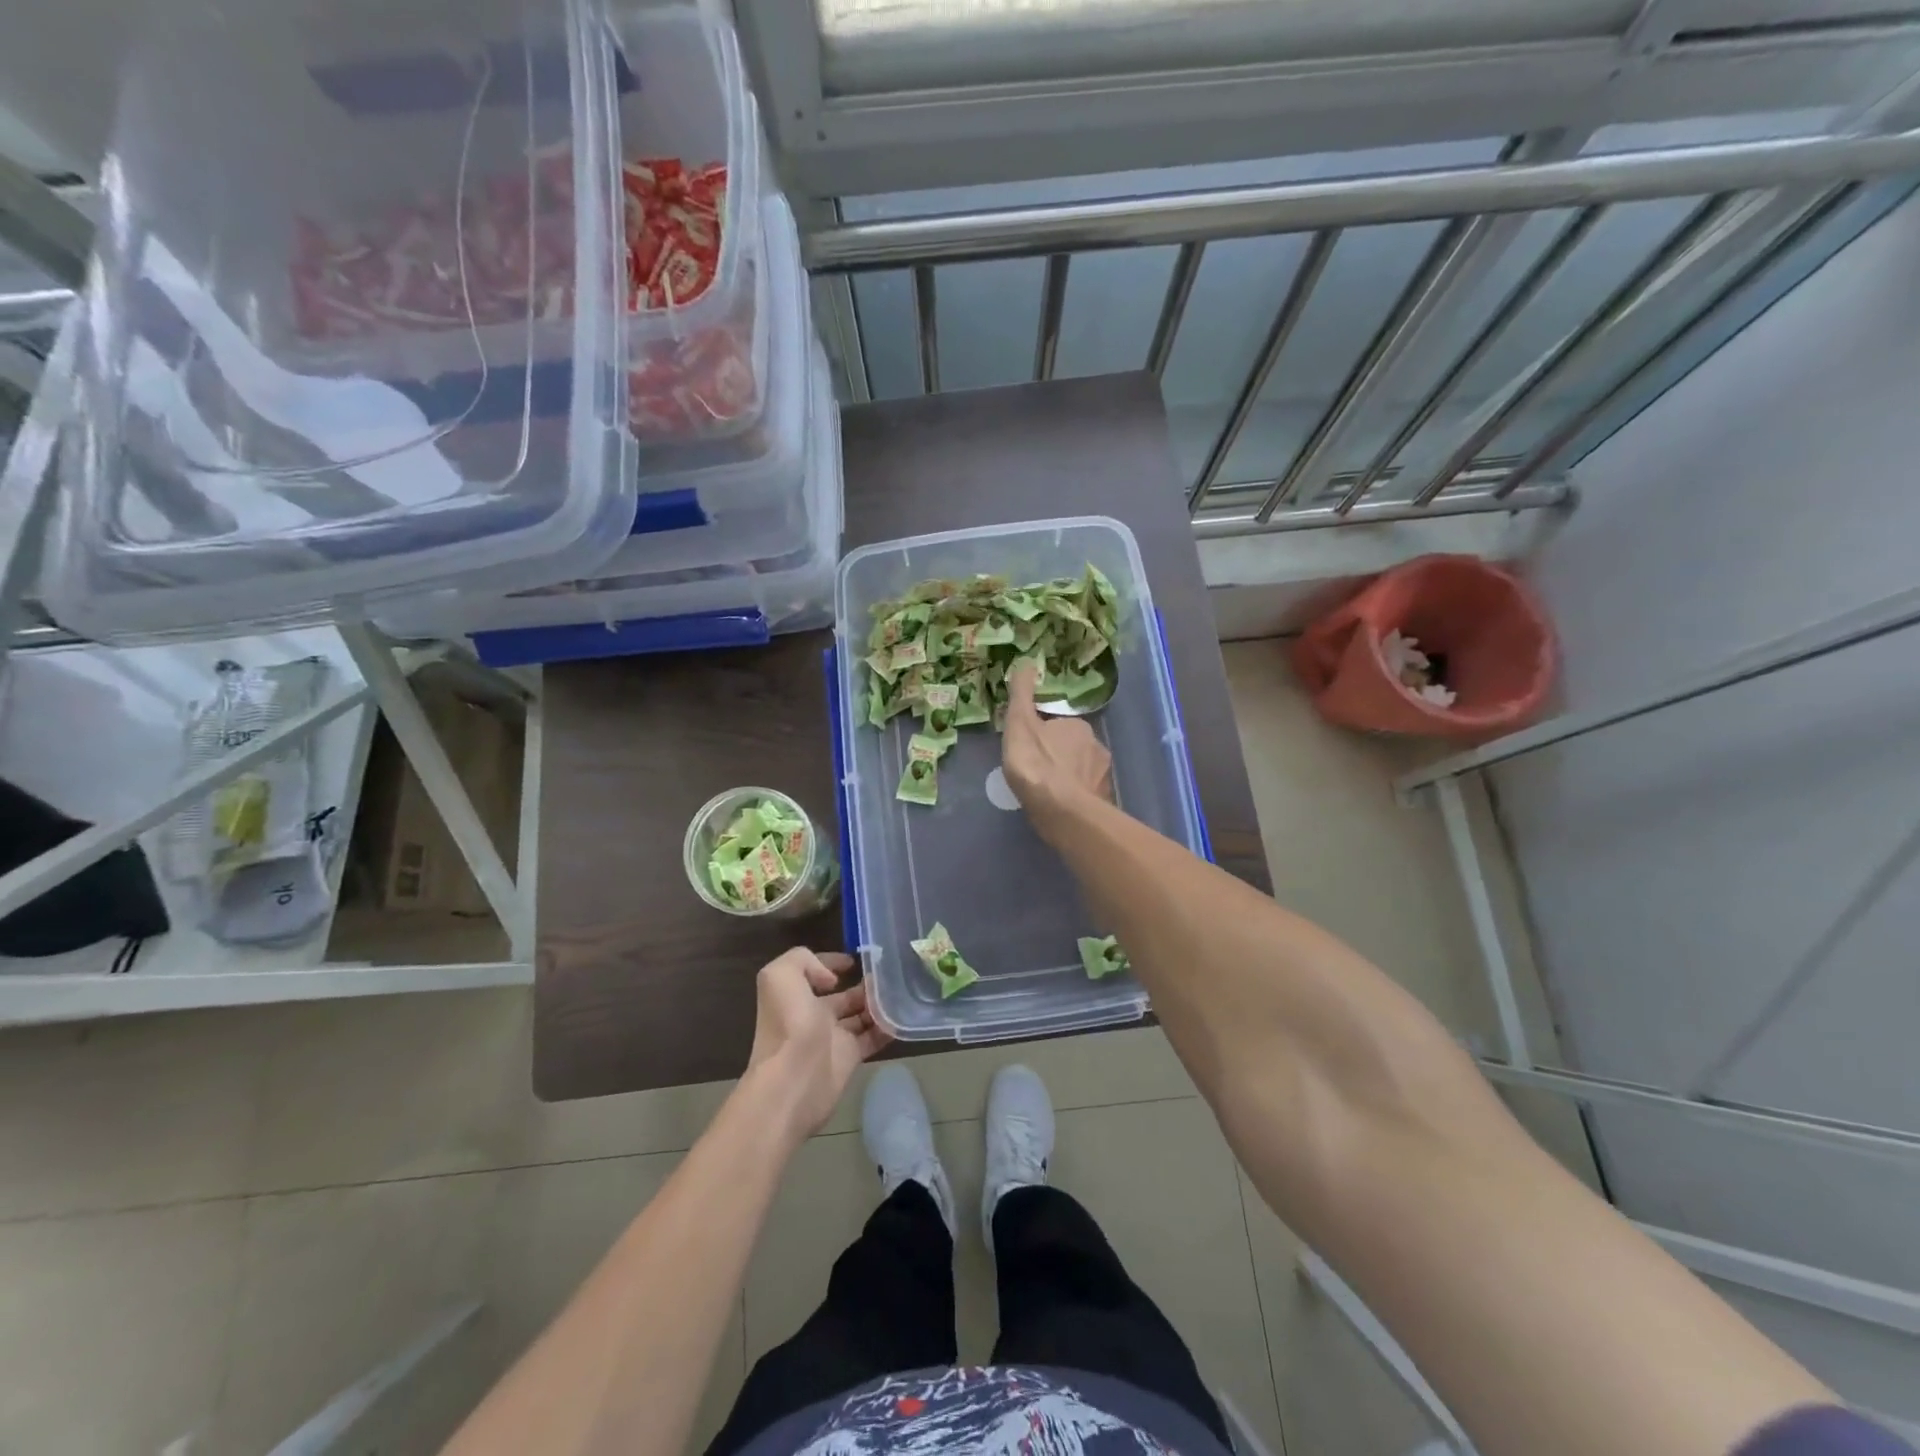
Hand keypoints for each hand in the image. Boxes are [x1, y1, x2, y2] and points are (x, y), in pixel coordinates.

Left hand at [747, 948, 891, 1139]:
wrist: (793, 1082)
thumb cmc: (788, 1025)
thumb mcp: (781, 976)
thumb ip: (802, 959)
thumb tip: (831, 979)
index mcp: (795, 994)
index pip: (815, 972)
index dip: (832, 962)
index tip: (856, 960)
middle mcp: (812, 1014)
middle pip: (843, 995)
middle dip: (864, 984)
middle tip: (890, 974)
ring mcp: (832, 1037)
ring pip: (860, 1014)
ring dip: (878, 1003)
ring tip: (901, 991)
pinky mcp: (848, 1058)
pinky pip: (872, 1038)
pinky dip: (887, 1028)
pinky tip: (903, 1017)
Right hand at [1003, 660, 1113, 838]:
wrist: (1062, 811)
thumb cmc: (1037, 764)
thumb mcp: (1020, 723)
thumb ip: (1021, 694)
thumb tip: (1026, 661)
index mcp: (1078, 726)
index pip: (1060, 725)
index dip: (1044, 734)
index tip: (1030, 746)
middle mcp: (1096, 747)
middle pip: (1073, 747)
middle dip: (1058, 755)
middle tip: (1036, 769)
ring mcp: (1102, 776)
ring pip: (1081, 771)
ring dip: (1067, 777)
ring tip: (1046, 791)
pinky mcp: (1101, 802)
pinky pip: (1085, 794)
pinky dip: (1074, 797)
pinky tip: (1059, 807)